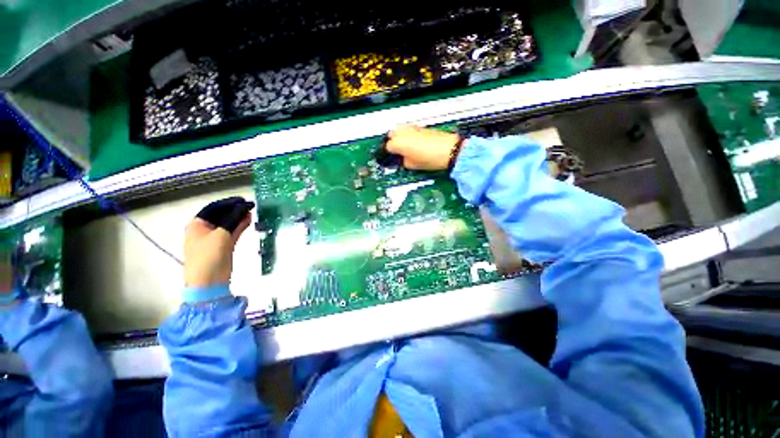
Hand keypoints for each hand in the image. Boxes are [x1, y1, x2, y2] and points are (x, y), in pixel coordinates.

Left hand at [184, 197, 254, 287]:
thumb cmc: (209, 256)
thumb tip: (246, 207)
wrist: (209, 282)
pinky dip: (240, 226)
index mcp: (197, 225)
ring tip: (251, 212)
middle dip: (235, 210)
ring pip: (228, 224)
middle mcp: (204, 230)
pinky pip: (232, 232)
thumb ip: (234, 219)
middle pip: (221, 215)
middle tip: (250, 206)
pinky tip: (249, 221)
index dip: (229, 203)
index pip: (214, 208)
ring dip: (239, 218)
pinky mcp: (223, 246)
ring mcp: (214, 238)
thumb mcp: (221, 235)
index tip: (244, 200)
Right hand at [386, 125, 460, 170]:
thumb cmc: (431, 159)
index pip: (387, 146)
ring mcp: (412, 128)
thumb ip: (403, 161)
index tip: (391, 158)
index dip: (388, 153)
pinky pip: (409, 129)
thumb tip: (401, 159)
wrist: (449, 150)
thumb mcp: (412, 165)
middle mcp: (404, 132)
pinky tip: (412, 143)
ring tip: (404, 146)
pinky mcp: (421, 127)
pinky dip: (407, 135)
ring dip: (399, 137)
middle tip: (395, 151)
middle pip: (391, 134)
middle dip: (391, 142)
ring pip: (399, 129)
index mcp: (399, 143)